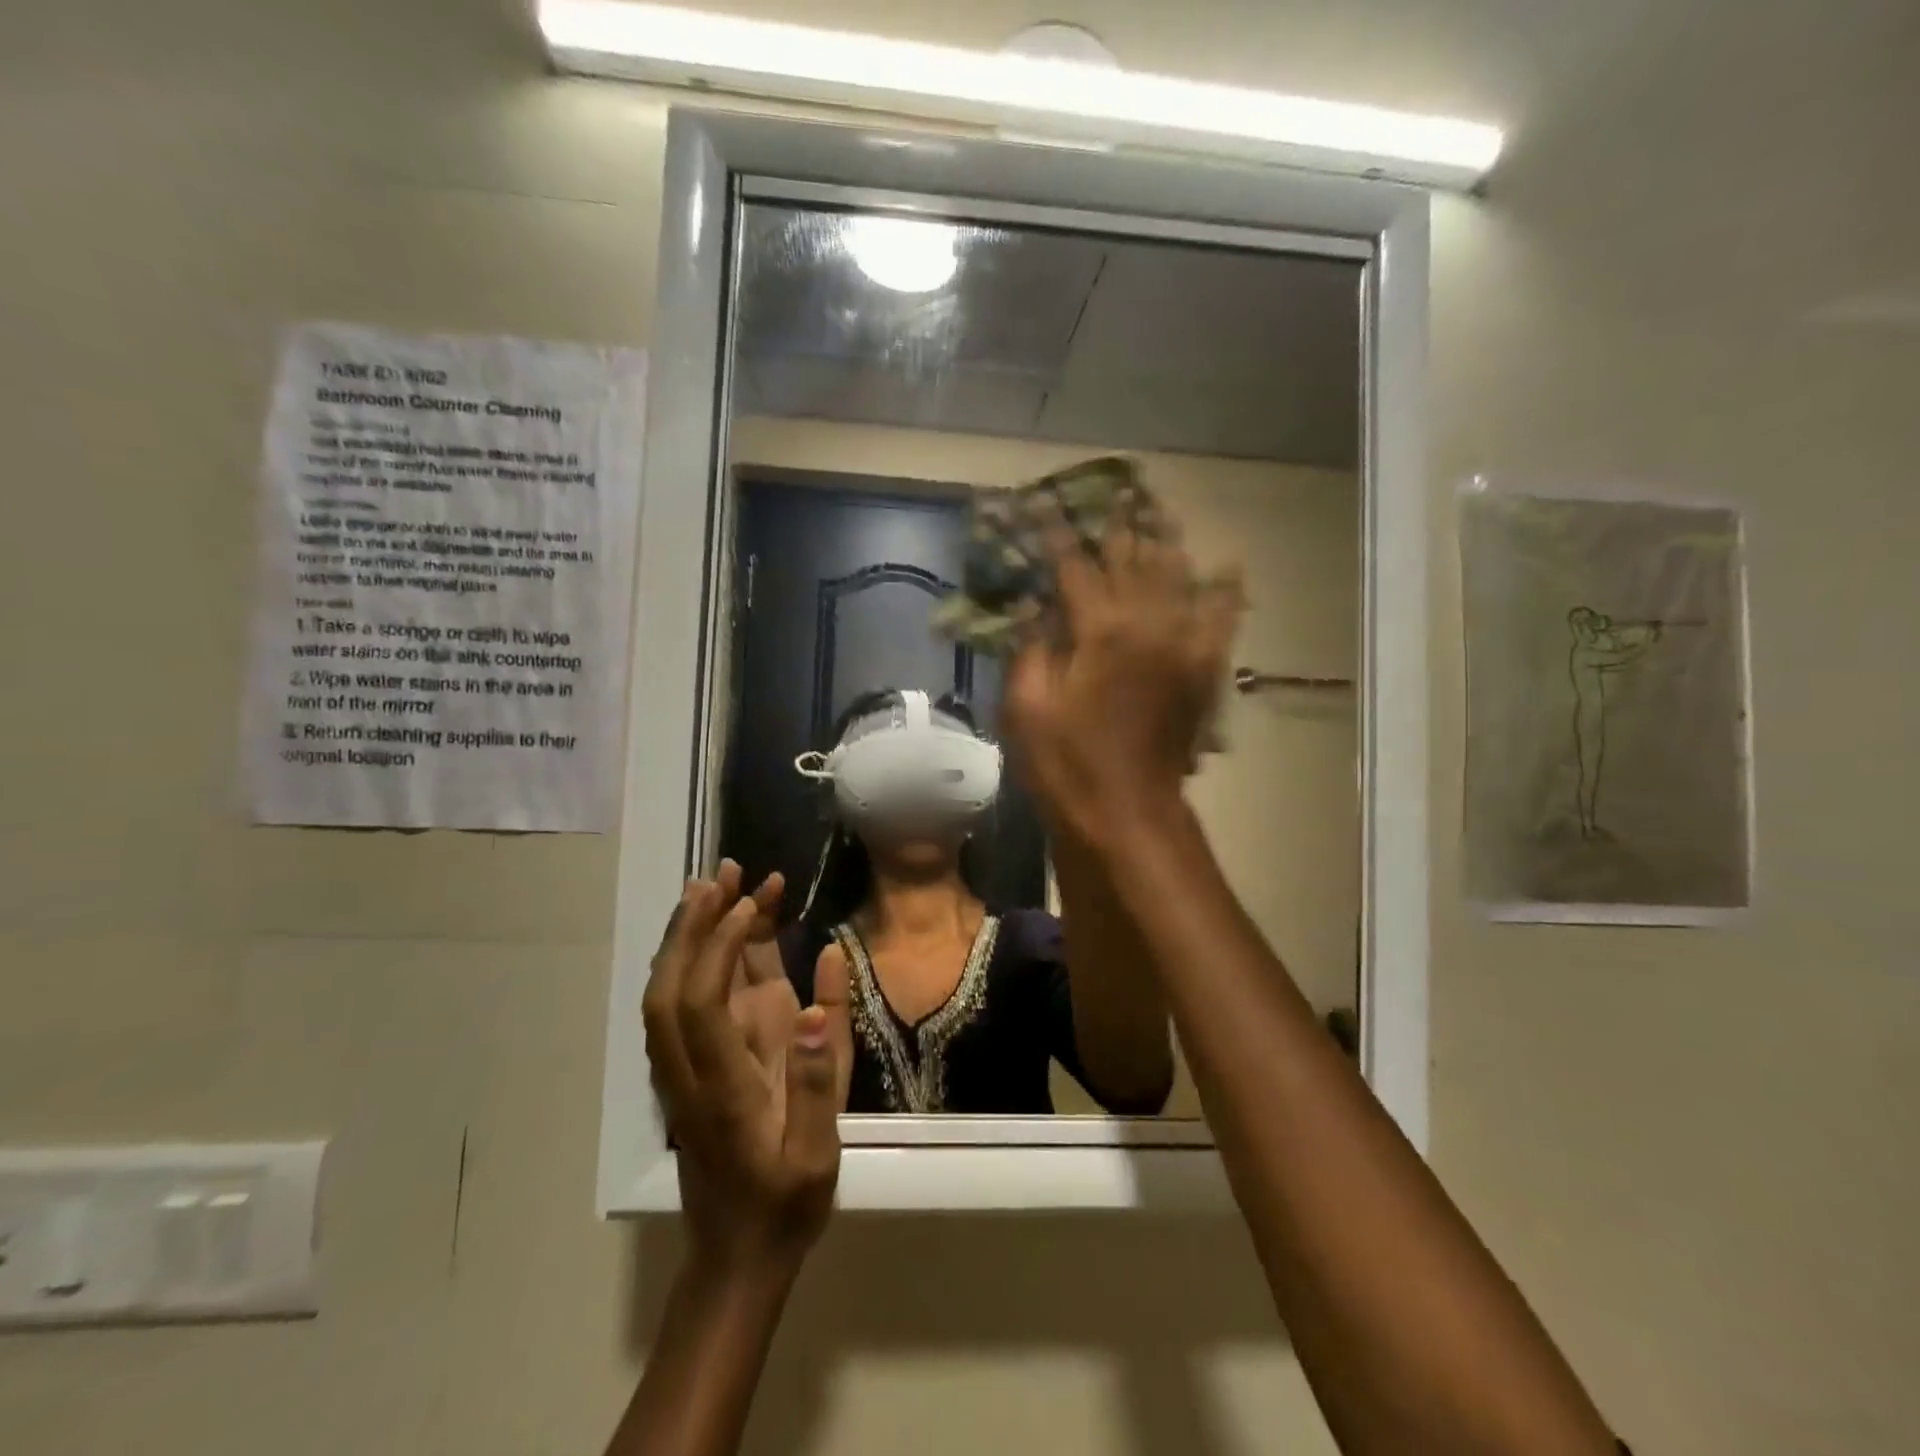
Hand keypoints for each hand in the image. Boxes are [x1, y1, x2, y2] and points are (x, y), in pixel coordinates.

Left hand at [644, 866, 852, 1277]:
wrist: (736, 1261)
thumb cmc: (784, 1204)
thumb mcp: (818, 1152)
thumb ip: (820, 1075)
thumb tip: (819, 997)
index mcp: (722, 1091)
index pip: (704, 1004)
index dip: (720, 946)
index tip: (750, 902)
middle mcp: (688, 1075)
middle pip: (668, 990)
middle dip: (690, 927)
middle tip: (720, 875)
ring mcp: (679, 1075)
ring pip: (664, 997)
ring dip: (684, 939)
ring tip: (713, 886)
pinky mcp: (684, 1076)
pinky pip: (676, 1010)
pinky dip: (690, 963)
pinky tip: (712, 935)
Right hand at [1002, 519, 1241, 843]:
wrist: (1125, 812)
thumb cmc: (1065, 763)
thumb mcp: (1026, 706)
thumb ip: (1031, 646)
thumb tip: (1035, 602)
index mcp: (1099, 630)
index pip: (1073, 565)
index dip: (1055, 532)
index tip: (1042, 502)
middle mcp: (1147, 624)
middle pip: (1131, 559)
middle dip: (1117, 524)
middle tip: (1111, 492)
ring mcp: (1182, 645)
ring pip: (1177, 576)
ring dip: (1164, 540)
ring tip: (1156, 510)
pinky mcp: (1202, 670)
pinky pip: (1222, 619)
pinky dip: (1226, 590)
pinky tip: (1229, 565)